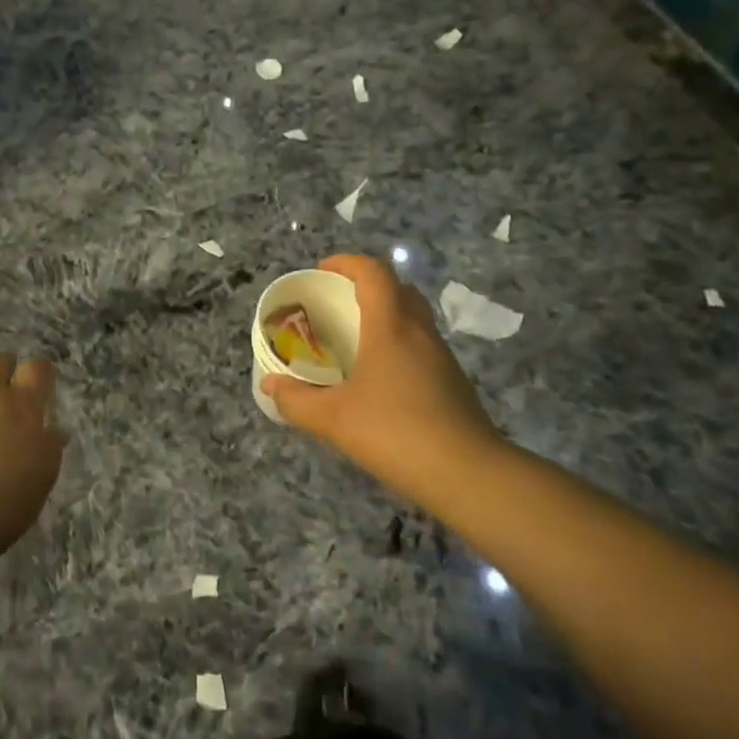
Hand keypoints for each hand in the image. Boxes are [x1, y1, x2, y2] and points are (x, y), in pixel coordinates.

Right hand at [263, 255, 504, 499]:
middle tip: (337, 304)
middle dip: (366, 287)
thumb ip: (296, 400)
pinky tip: (378, 378)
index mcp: (391, 327)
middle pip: (398, 289)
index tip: (321, 271)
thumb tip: (269, 385)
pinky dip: (397, 346)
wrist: (468, 475)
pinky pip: (420, 347)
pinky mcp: (452, 383)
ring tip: (353, 340)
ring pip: (413, 319)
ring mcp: (441, 358)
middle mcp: (420, 333)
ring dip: (384, 316)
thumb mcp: (333, 419)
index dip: (347, 263)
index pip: (374, 273)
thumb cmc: (395, 433)